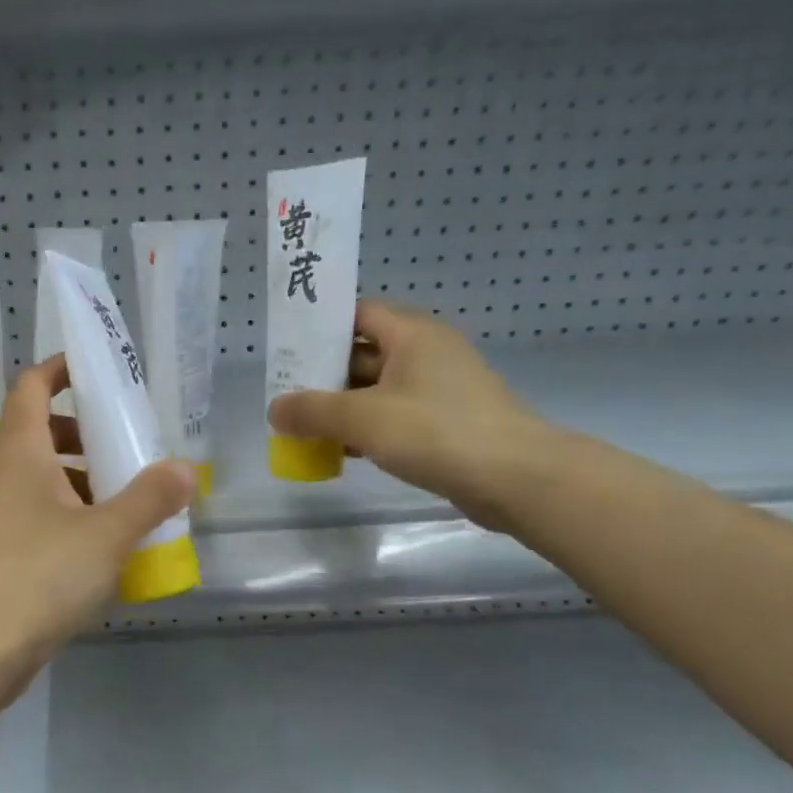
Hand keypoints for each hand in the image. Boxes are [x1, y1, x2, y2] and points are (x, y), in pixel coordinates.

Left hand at [0, 356, 196, 690]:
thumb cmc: (38, 575)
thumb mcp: (106, 534)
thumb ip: (149, 498)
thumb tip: (185, 469)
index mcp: (20, 452)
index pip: (31, 387)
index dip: (60, 368)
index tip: (97, 367)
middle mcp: (1, 475)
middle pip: (38, 432)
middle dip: (82, 431)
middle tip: (125, 443)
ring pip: (39, 478)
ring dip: (79, 478)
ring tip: (124, 497)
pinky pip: (36, 515)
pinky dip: (68, 514)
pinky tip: (101, 545)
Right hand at [267, 300, 557, 528]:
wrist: (517, 479)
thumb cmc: (437, 432)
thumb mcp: (363, 418)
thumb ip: (312, 411)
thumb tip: (275, 409)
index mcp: (412, 334)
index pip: (357, 313)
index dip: (320, 327)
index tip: (286, 348)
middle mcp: (426, 353)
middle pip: (363, 352)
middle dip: (323, 374)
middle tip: (285, 393)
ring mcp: (439, 390)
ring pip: (377, 388)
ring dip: (342, 406)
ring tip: (303, 426)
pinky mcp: (445, 423)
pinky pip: (394, 415)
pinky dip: (367, 428)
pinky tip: (341, 451)